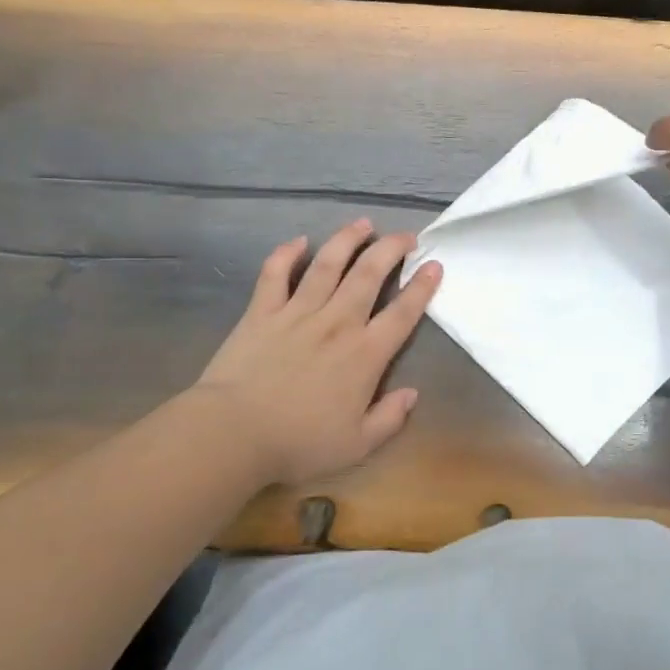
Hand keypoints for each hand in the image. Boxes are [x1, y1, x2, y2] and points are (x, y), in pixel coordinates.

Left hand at [188, 220, 442, 485]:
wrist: (234, 433)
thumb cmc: (299, 443)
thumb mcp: (357, 445)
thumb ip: (389, 418)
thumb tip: (412, 394)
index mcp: (365, 354)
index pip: (403, 313)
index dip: (422, 287)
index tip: (434, 265)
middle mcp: (337, 322)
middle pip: (370, 274)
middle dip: (392, 249)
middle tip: (407, 236)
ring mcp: (298, 312)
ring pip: (328, 263)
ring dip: (348, 239)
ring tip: (363, 223)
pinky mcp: (262, 311)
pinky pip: (275, 273)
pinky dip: (287, 254)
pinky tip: (299, 241)